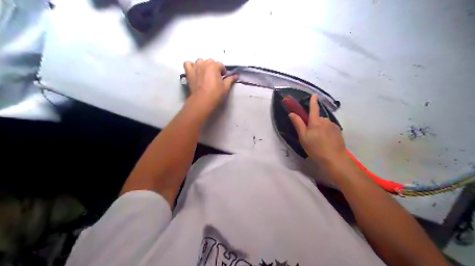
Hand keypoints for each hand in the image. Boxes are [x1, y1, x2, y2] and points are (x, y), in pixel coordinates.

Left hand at [184, 58, 237, 112]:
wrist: (202, 101)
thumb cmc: (216, 94)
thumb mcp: (226, 87)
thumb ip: (230, 79)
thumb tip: (236, 75)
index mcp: (214, 66)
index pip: (220, 65)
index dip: (223, 71)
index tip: (223, 78)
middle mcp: (204, 64)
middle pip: (210, 61)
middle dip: (213, 67)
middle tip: (215, 77)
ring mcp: (195, 67)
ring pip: (200, 61)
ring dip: (203, 65)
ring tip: (205, 74)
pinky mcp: (189, 73)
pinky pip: (187, 64)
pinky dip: (191, 66)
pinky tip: (195, 71)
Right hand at [288, 94, 347, 167]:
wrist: (334, 158)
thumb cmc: (315, 148)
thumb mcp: (303, 137)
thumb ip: (298, 124)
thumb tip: (292, 113)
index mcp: (315, 122)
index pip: (313, 108)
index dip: (313, 101)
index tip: (314, 95)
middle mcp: (325, 120)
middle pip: (318, 118)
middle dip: (314, 123)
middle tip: (311, 135)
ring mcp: (333, 125)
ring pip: (324, 123)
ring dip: (321, 128)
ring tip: (319, 140)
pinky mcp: (338, 131)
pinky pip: (330, 128)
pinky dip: (327, 131)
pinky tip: (326, 141)